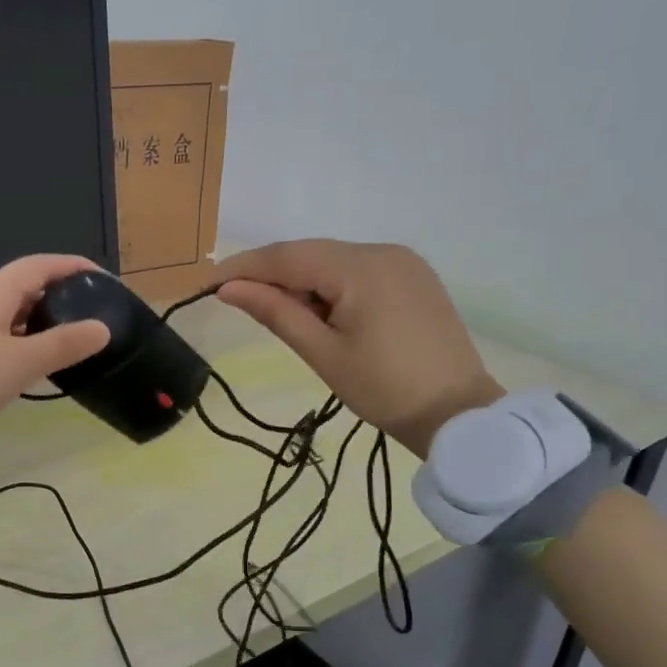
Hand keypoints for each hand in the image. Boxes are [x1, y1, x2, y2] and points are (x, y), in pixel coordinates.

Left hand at [0, 255, 111, 451]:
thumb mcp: (20, 364)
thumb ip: (63, 344)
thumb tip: (101, 328)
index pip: (41, 264)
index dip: (73, 267)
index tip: (104, 279)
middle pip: (22, 285)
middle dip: (57, 295)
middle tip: (89, 316)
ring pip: (6, 311)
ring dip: (36, 321)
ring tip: (64, 342)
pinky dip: (15, 339)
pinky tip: (24, 364)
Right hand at [215, 240, 503, 458]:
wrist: (457, 414)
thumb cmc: (383, 389)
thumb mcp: (322, 353)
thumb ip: (275, 312)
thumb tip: (228, 288)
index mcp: (361, 269)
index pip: (287, 256)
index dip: (244, 267)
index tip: (209, 283)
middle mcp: (383, 252)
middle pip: (309, 253)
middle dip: (271, 275)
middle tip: (237, 301)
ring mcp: (402, 261)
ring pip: (332, 260)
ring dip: (300, 281)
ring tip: (283, 316)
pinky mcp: (412, 276)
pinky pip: (356, 270)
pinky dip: (329, 285)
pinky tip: (320, 312)